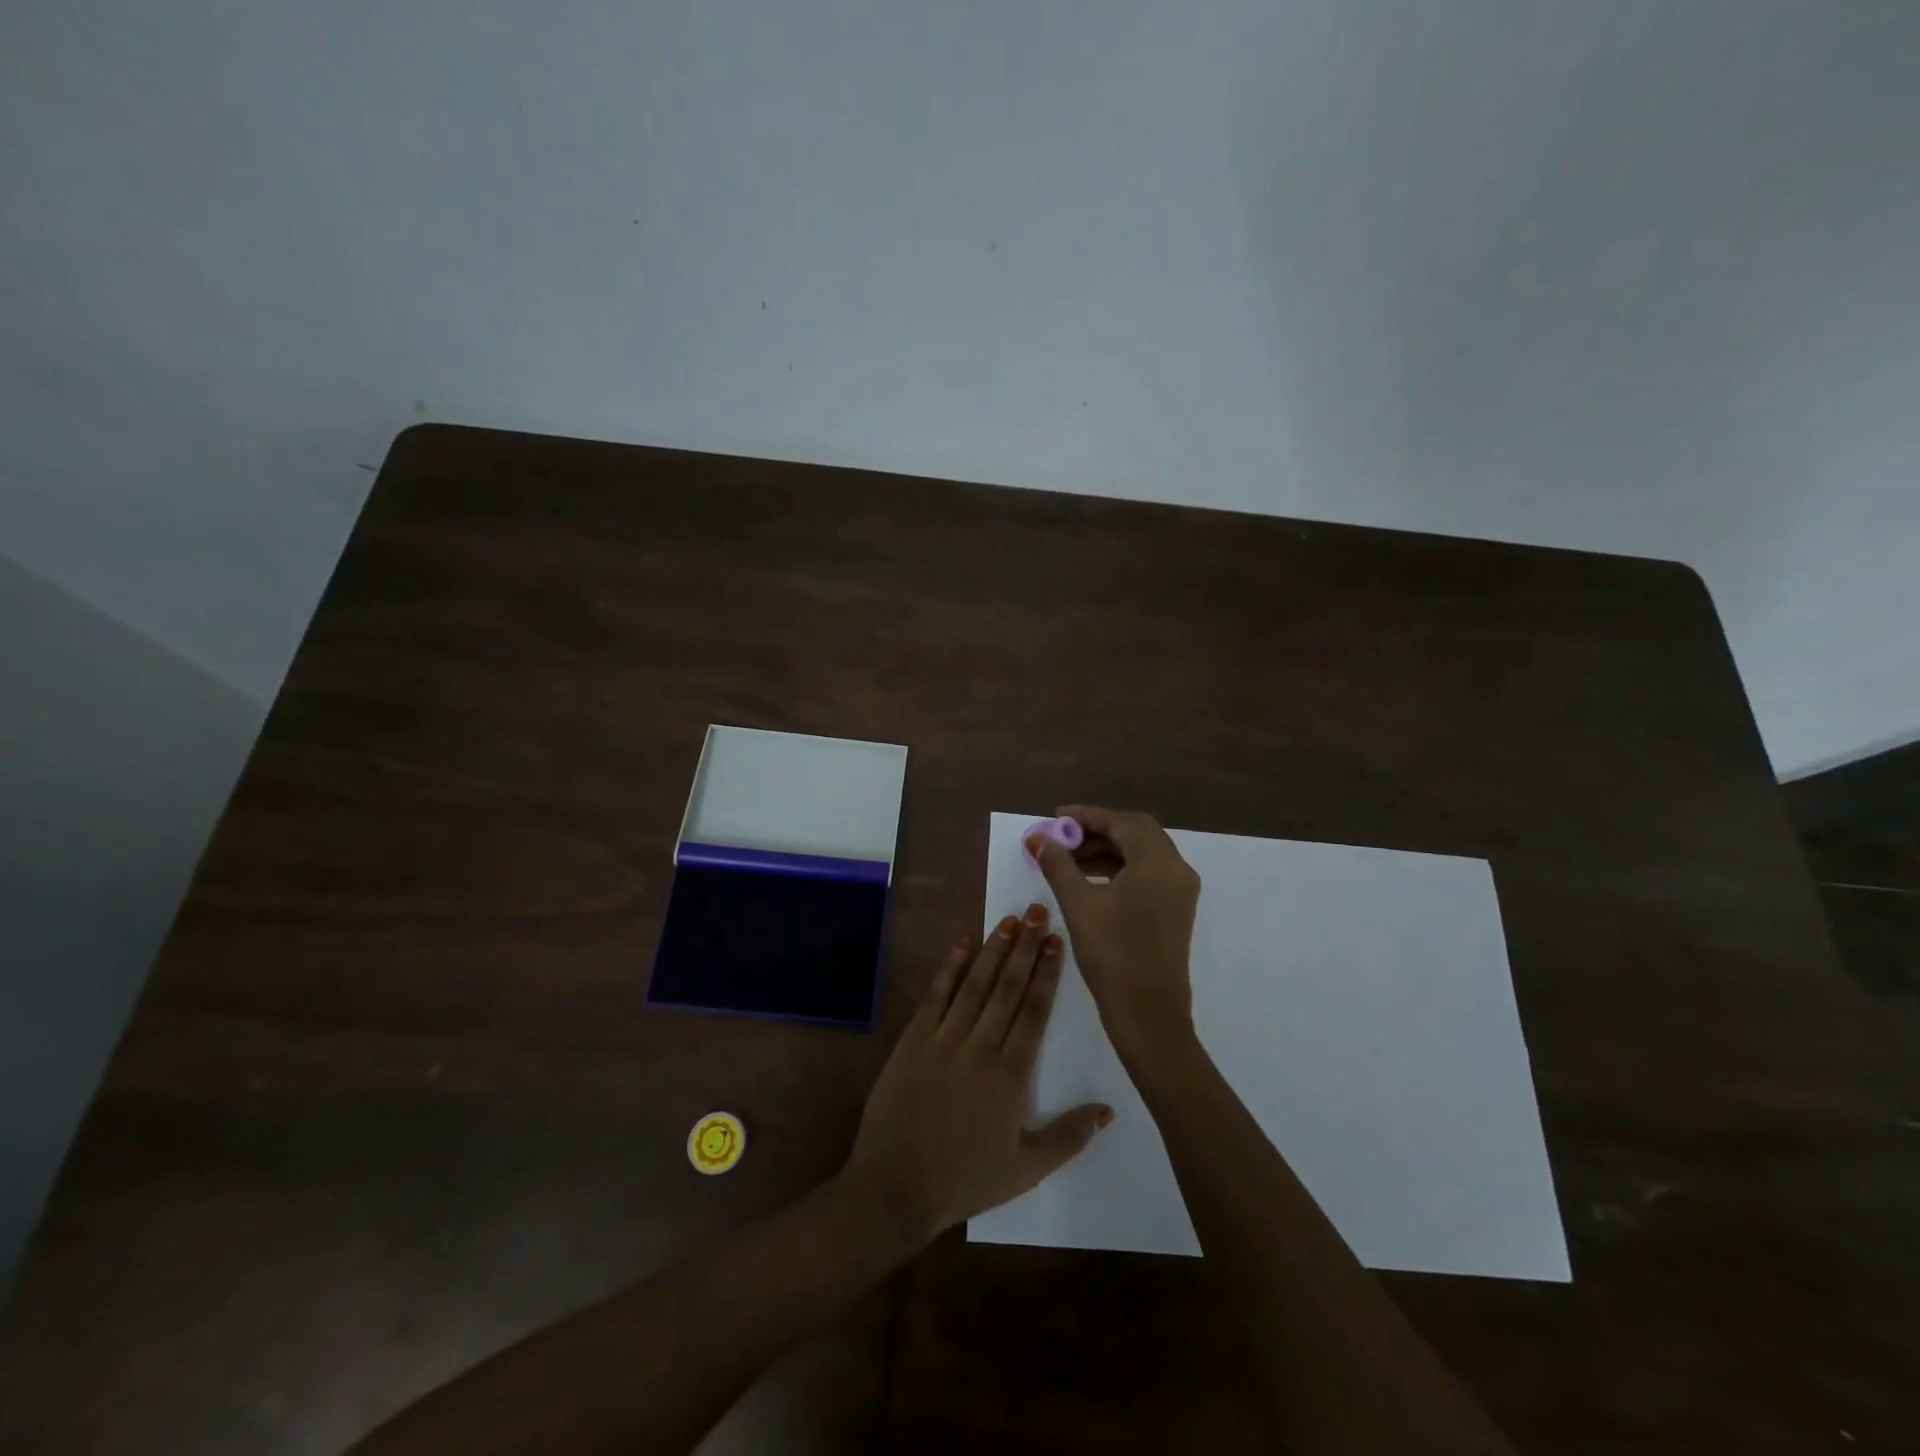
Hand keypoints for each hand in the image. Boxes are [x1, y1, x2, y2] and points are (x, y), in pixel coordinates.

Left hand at [844, 905, 1111, 1248]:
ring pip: (975, 985)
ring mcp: (943, 1040)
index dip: (1046, 973)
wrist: (895, 1187)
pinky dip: (949, 969)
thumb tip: (1108, 1109)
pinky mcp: (913, 1041)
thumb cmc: (965, 1180)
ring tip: (1008, 920)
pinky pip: (935, 997)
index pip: (1034, 1012)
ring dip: (992, 950)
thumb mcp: (1026, 1169)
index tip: (1056, 940)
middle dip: (1024, 948)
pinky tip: (961, 944)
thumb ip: (1069, 1136)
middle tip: (1037, 911)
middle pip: (1007, 988)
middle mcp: (979, 1047)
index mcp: (1010, 1075)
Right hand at [1028, 805, 1200, 1065]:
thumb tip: (1038, 838)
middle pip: (1136, 833)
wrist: (1148, 1014)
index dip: (1086, 816)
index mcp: (1158, 861)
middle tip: (1062, 838)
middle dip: (1097, 831)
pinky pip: (1147, 873)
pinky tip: (1090, 881)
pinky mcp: (1176, 910)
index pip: (1121, 822)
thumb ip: (1058, 865)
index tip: (1055, 818)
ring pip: (1142, 853)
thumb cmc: (1113, 954)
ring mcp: (1180, 891)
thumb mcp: (1079, 904)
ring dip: (1107, 850)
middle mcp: (1176, 869)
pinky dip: (1120, 868)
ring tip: (1069, 861)